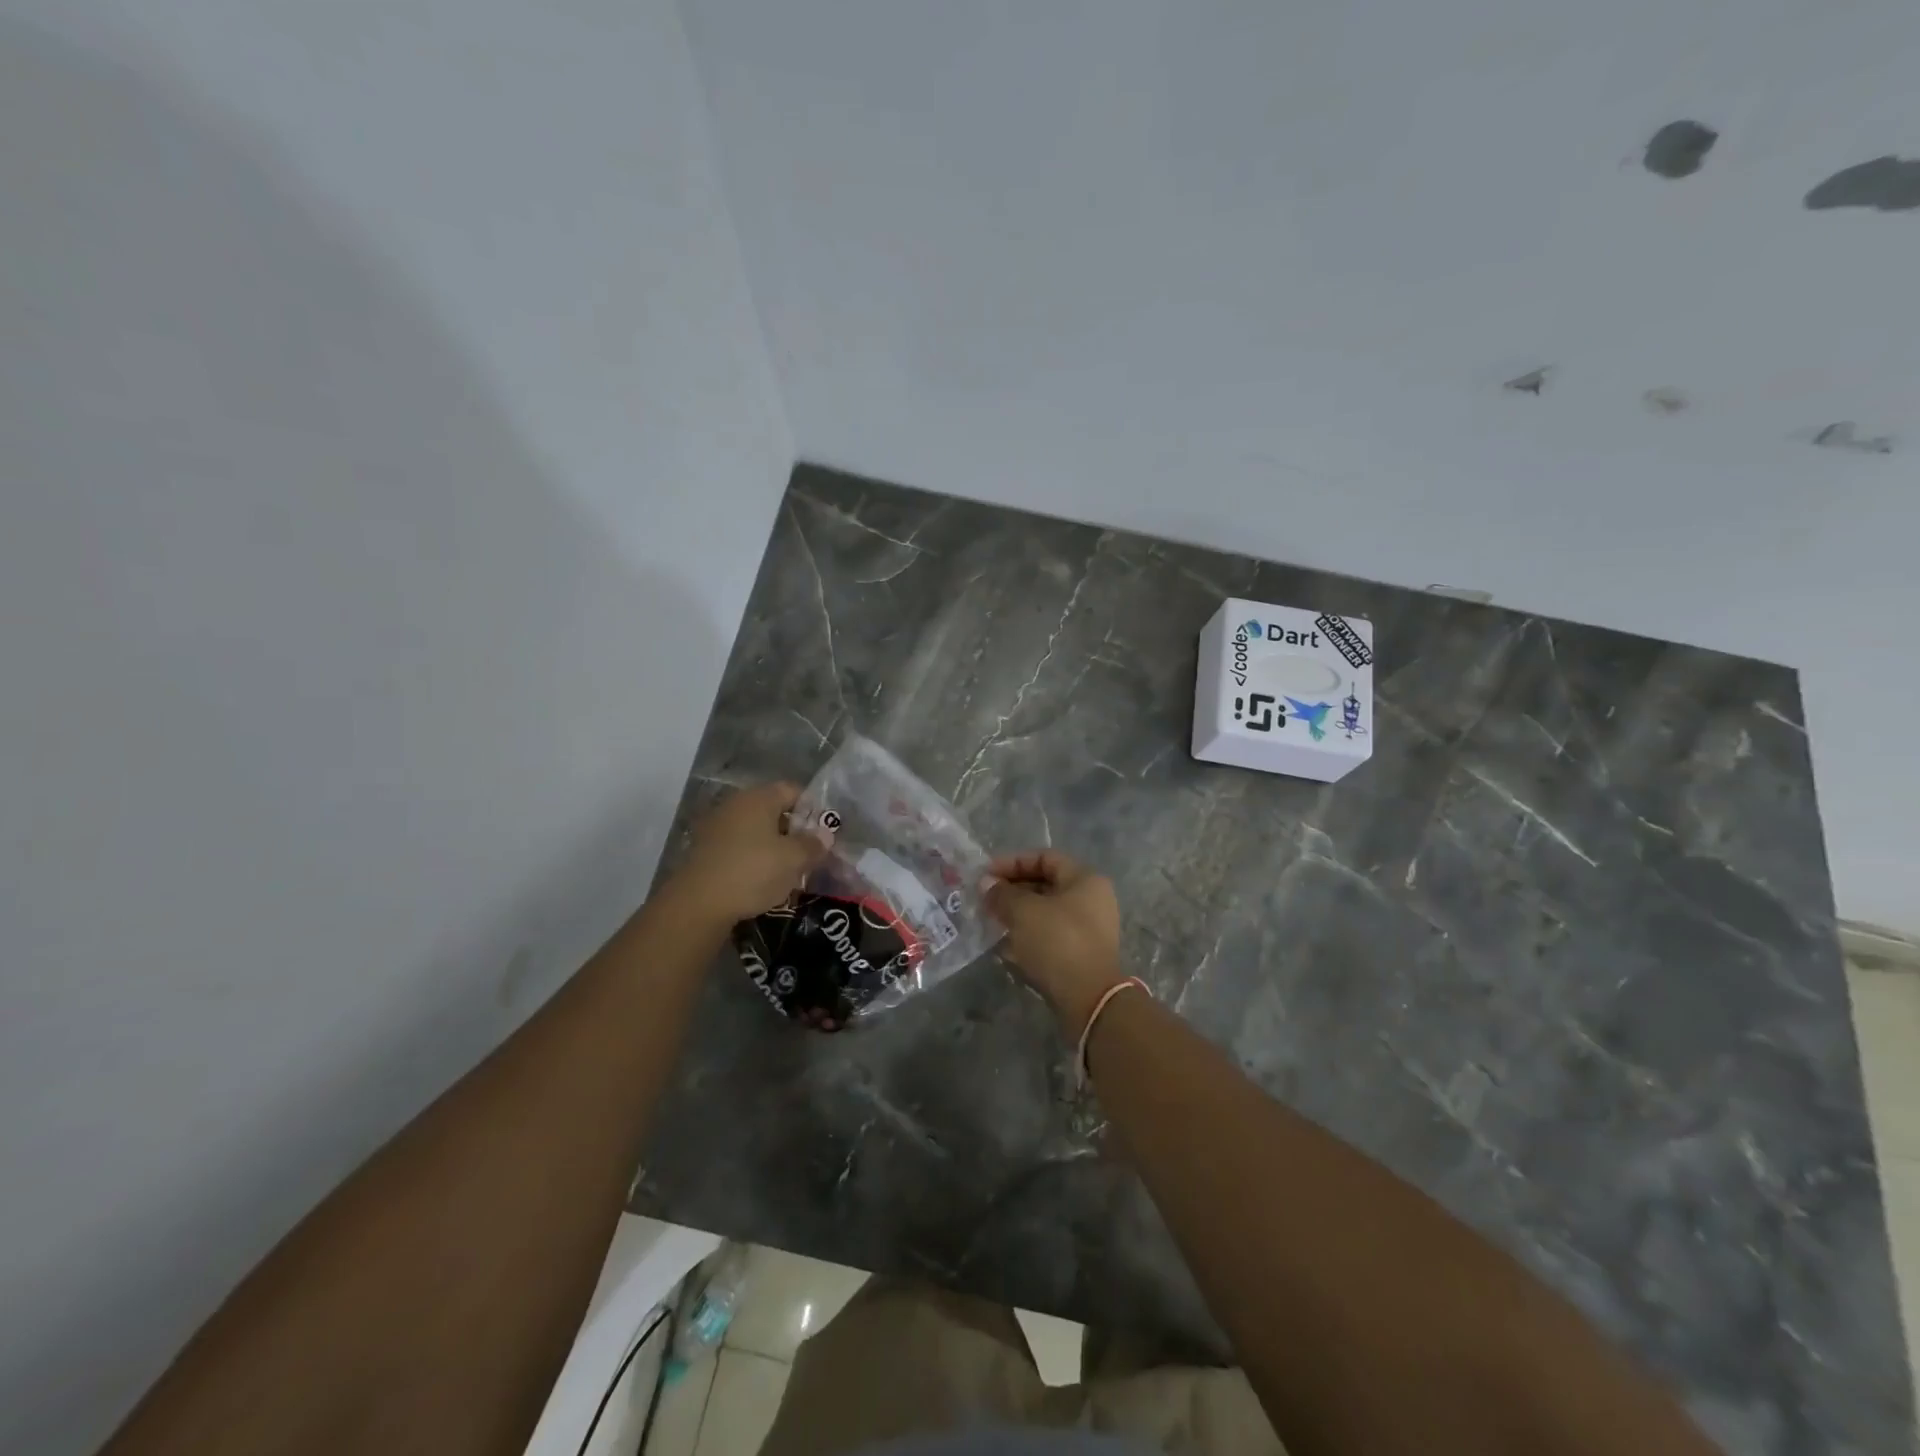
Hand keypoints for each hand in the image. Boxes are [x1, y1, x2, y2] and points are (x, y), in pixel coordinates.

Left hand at [670, 783, 828, 926]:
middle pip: (774, 810)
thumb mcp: (793, 859)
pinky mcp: (705, 849)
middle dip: (794, 830)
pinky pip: (739, 846)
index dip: (813, 809)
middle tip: (808, 854)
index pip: (793, 790)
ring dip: (774, 846)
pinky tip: (761, 880)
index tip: (823, 833)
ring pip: (756, 830)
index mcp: (759, 798)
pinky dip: (753, 858)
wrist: (697, 904)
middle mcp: (736, 804)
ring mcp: (717, 826)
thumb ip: (813, 844)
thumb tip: (825, 835)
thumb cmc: (753, 872)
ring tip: (788, 872)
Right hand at [984, 850, 1124, 1034]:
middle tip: (984, 899)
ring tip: (990, 921)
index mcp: (1085, 880)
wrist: (1089, 1000)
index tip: (986, 875)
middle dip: (1012, 890)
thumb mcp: (1024, 911)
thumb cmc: (1058, 942)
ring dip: (1016, 915)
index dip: (1012, 862)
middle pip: (1045, 885)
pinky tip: (1004, 946)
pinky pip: (1049, 936)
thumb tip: (986, 884)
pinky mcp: (1080, 955)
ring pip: (1045, 913)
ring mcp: (1088, 930)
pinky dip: (1027, 936)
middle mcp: (1092, 900)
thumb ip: (1002, 893)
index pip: (1045, 858)